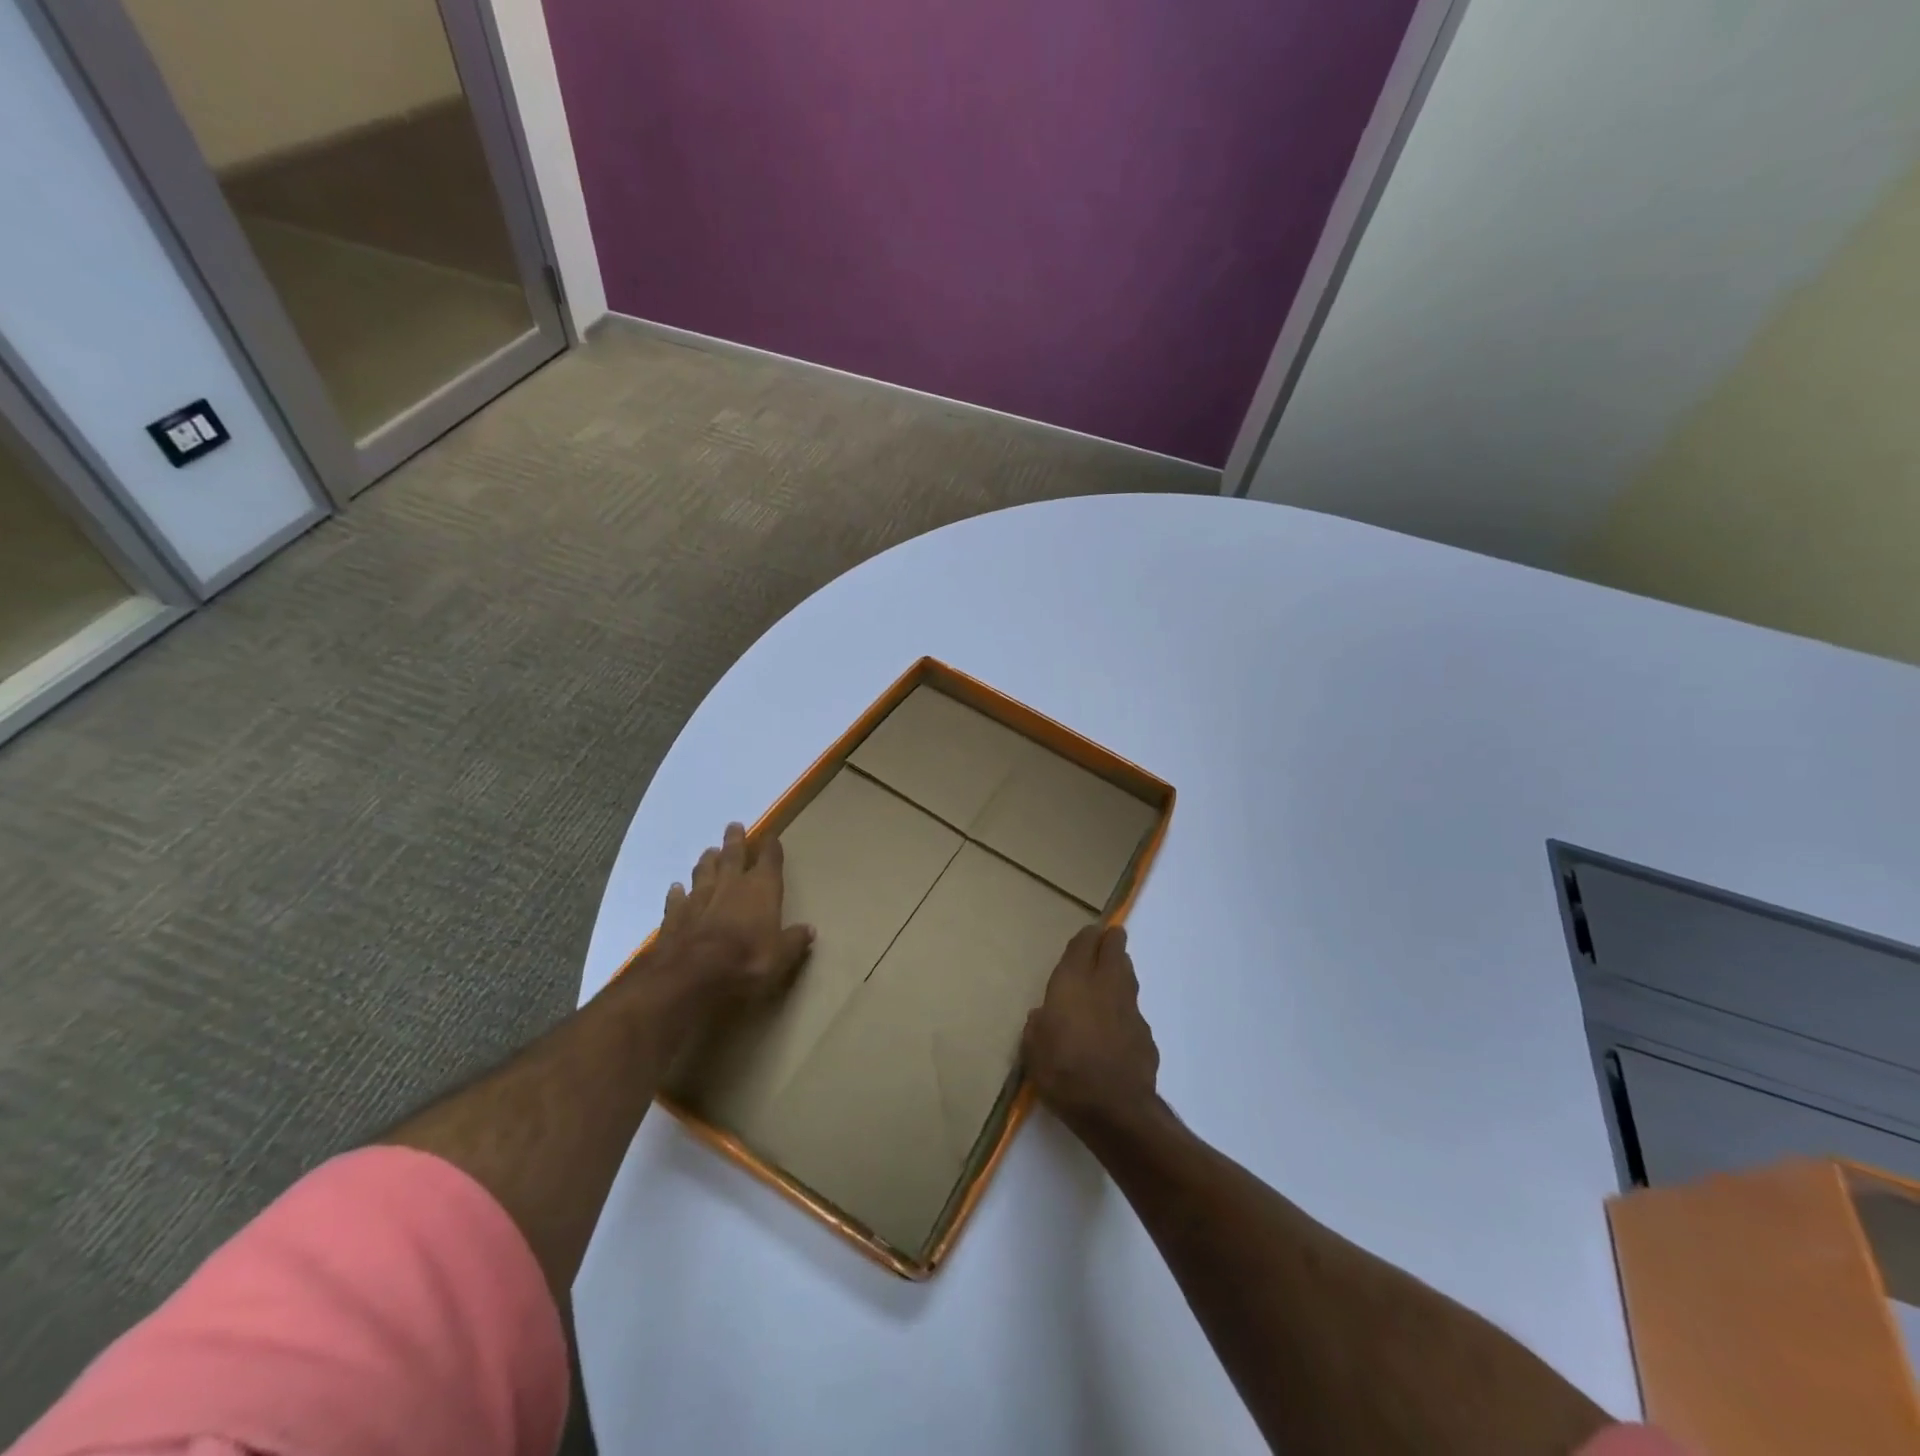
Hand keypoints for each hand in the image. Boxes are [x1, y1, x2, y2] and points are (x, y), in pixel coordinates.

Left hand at [651, 822, 813, 1013]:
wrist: (688, 981)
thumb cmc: (745, 965)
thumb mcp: (780, 959)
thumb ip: (794, 942)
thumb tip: (810, 929)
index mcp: (761, 891)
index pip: (769, 861)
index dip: (771, 847)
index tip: (771, 836)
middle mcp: (730, 887)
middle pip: (733, 857)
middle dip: (735, 841)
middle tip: (734, 826)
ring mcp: (698, 900)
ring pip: (704, 873)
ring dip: (708, 862)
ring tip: (710, 852)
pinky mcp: (673, 918)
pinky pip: (677, 899)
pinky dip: (678, 892)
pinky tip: (676, 888)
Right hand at [1022, 924, 1159, 1129]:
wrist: (1114, 1108)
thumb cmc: (1063, 1071)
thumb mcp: (1032, 1049)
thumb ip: (1038, 1026)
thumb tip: (1043, 1017)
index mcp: (1073, 982)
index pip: (1084, 945)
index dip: (1087, 937)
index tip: (1089, 933)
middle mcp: (1104, 986)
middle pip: (1114, 950)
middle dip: (1112, 941)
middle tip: (1109, 937)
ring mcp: (1129, 1009)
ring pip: (1128, 976)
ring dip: (1122, 969)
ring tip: (1115, 970)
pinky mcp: (1145, 1034)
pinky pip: (1133, 1011)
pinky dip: (1125, 1009)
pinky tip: (1118, 1023)